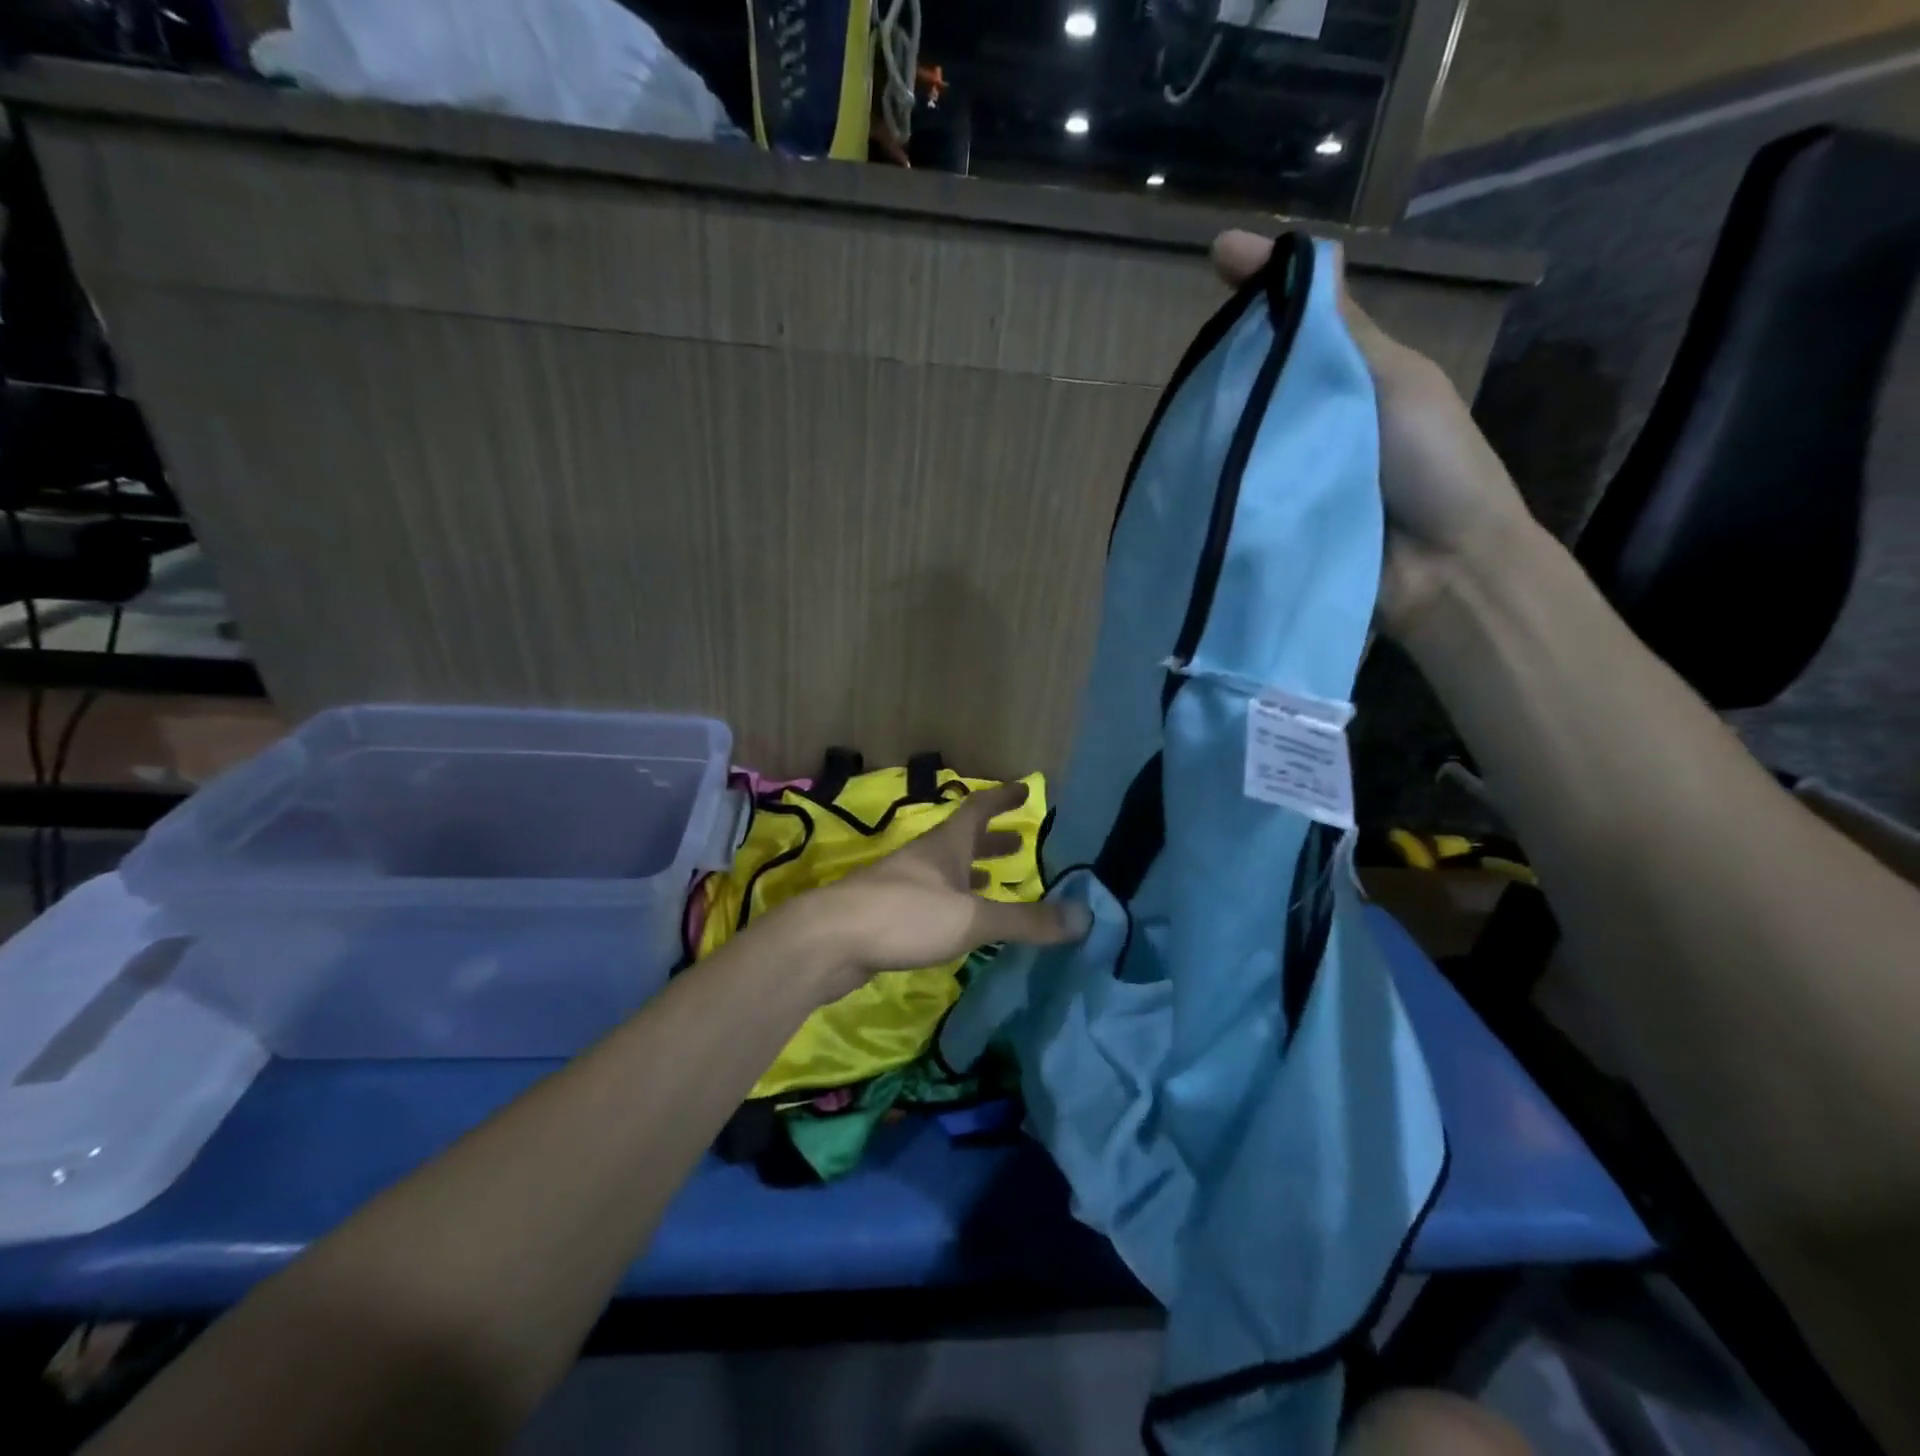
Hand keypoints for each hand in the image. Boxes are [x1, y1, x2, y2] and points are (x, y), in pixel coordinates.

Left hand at [774, 781, 1089, 1003]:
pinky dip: (952, 904)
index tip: (1025, 790)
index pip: (979, 810)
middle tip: (1019, 846)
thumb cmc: (903, 915)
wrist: (828, 941)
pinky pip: (930, 901)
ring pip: (945, 873)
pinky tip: (958, 923)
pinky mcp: (886, 915)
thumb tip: (1085, 918)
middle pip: (962, 841)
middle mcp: (923, 859)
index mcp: (945, 846)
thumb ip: (1025, 920)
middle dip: (992, 842)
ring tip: (995, 882)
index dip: (1003, 799)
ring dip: (971, 874)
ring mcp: (900, 886)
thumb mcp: (971, 917)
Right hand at [1211, 230, 1537, 637]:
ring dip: (1215, 429)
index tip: (1215, 257)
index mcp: (1351, 379)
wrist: (1444, 570)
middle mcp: (1319, 421)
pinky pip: (1242, 492)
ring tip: (1171, 416)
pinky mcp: (1279, 520)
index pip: (1296, 323)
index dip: (1260, 289)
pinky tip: (1184, 472)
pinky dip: (1219, 483)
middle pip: (1263, 382)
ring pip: (1247, 438)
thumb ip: (1342, 330)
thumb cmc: (1433, 465)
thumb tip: (1305, 251)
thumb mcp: (1394, 381)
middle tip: (1182, 360)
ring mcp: (1297, 474)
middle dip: (1225, 367)